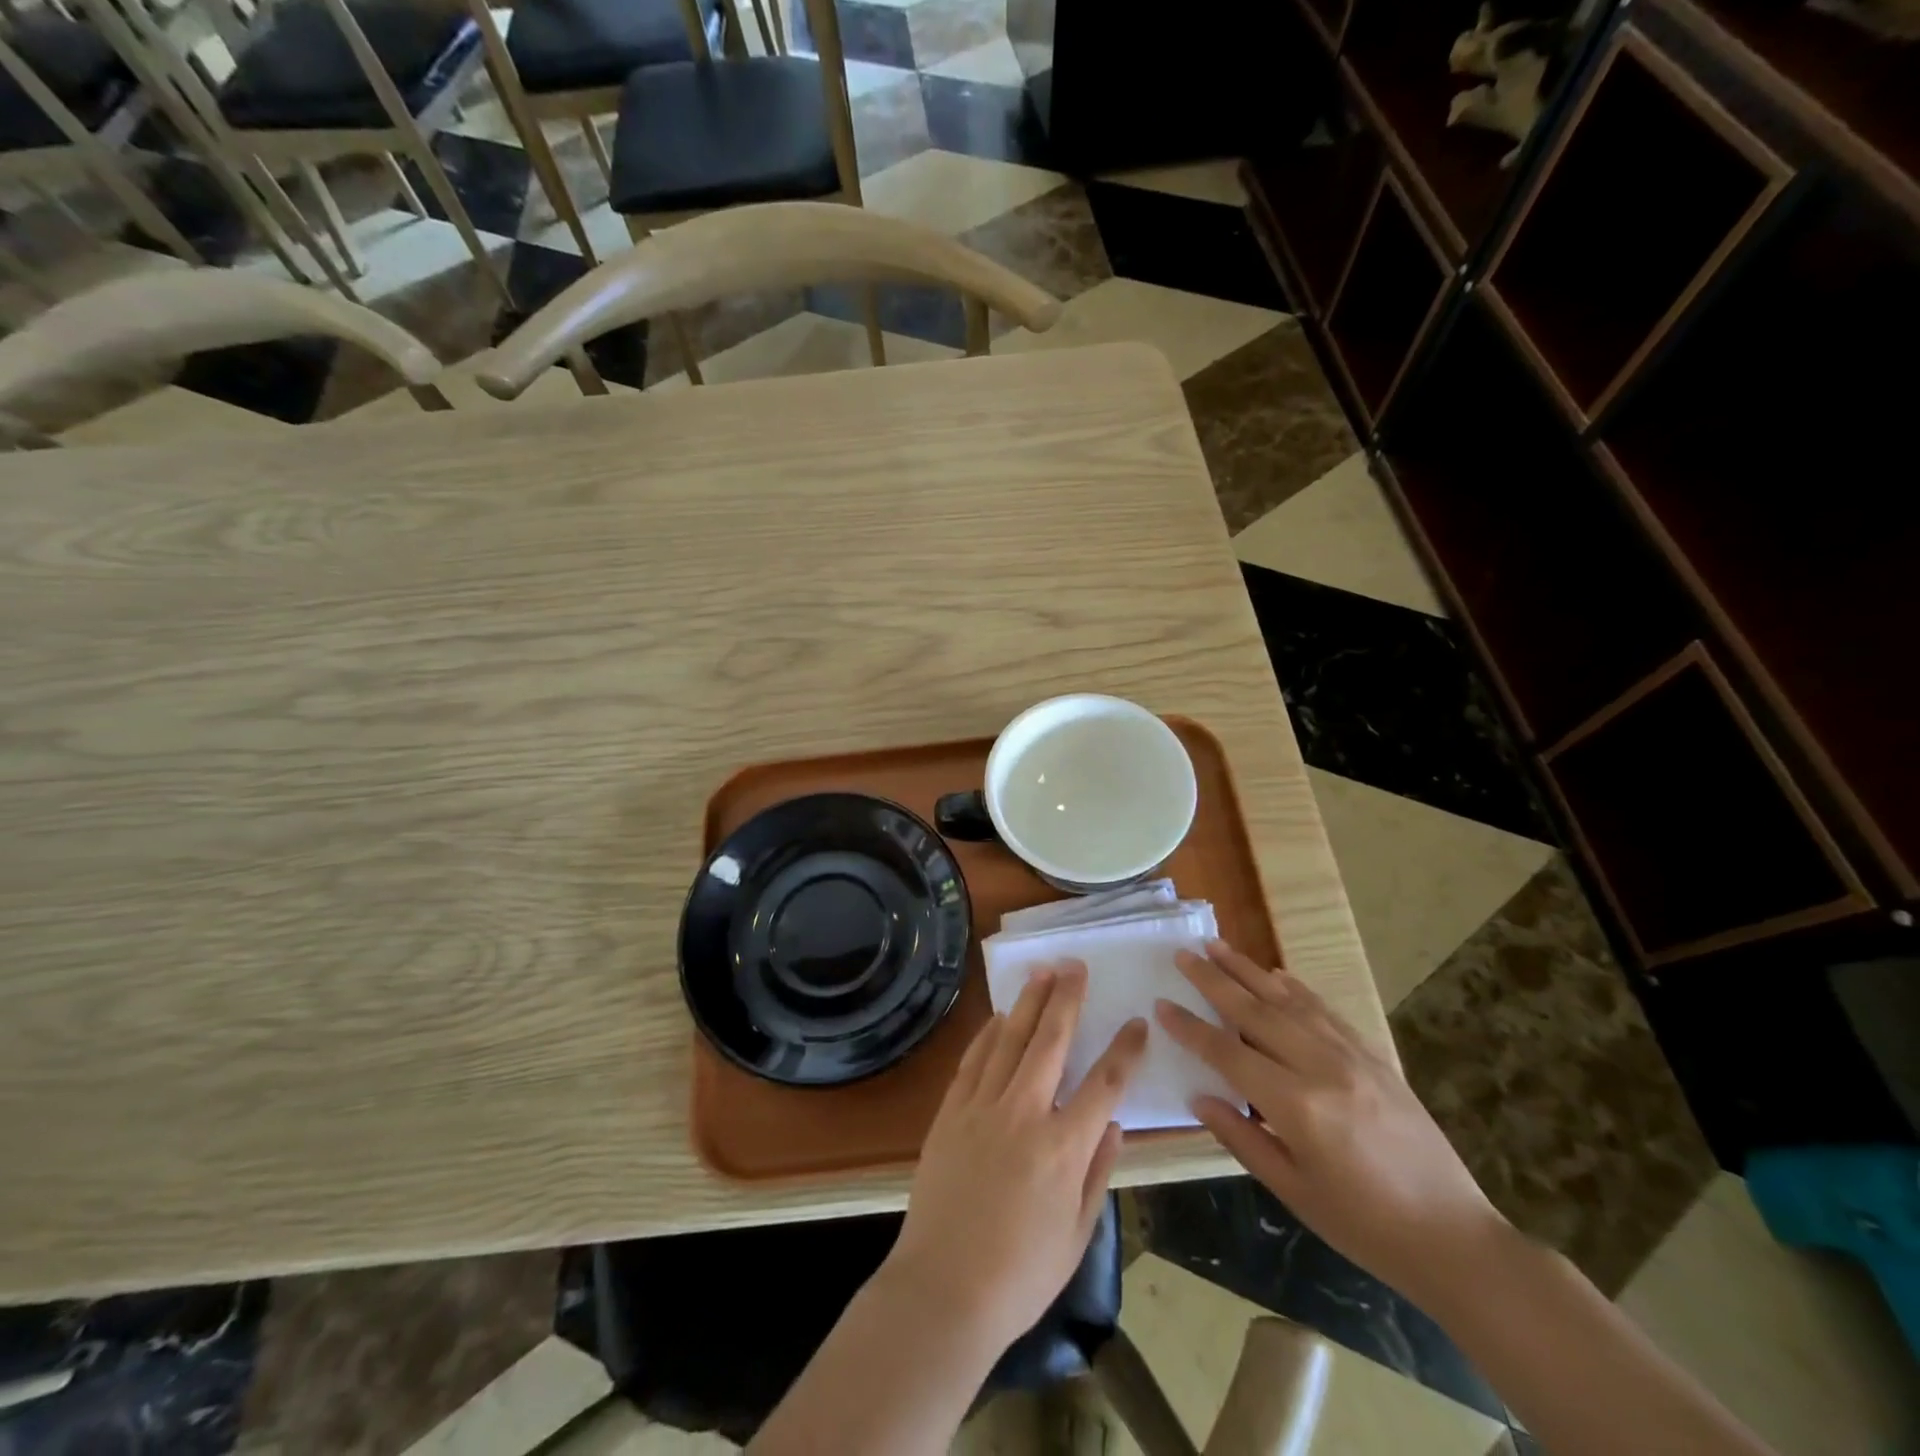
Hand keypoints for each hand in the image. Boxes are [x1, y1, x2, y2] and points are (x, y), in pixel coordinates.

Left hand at [885, 962, 1147, 1354]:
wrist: (943, 1289)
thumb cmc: (1020, 1274)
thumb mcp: (1076, 1234)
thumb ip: (1098, 1173)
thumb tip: (1113, 1125)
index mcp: (1063, 1148)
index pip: (1104, 1084)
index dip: (1124, 1049)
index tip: (1137, 1022)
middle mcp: (1024, 1114)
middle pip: (1050, 1041)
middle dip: (1066, 999)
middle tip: (1075, 966)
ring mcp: (982, 1107)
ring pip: (1009, 1040)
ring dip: (1027, 1003)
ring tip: (1041, 972)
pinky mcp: (951, 1112)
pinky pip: (973, 1060)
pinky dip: (988, 1034)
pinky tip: (999, 1017)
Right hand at [1155, 940, 1505, 1308]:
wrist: (1453, 1237)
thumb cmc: (1363, 1225)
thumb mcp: (1293, 1191)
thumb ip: (1241, 1138)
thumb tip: (1199, 1096)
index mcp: (1297, 1106)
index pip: (1228, 1052)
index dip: (1191, 1028)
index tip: (1161, 1004)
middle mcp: (1321, 1067)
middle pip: (1255, 1011)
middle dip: (1214, 980)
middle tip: (1182, 954)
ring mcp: (1351, 1056)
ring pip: (1288, 1000)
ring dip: (1249, 970)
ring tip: (1217, 946)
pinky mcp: (1373, 1056)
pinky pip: (1325, 1011)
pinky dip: (1295, 988)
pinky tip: (1275, 974)